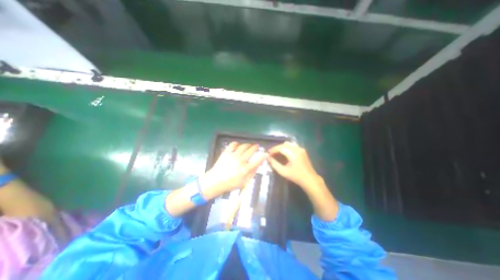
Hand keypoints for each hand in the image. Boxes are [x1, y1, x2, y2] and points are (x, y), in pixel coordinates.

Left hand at [201, 142, 266, 196]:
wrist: (215, 181)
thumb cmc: (230, 184)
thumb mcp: (244, 182)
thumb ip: (252, 173)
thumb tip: (258, 164)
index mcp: (245, 169)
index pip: (257, 160)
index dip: (263, 156)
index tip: (266, 153)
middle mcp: (240, 161)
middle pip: (251, 150)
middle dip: (256, 147)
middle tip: (257, 146)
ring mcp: (233, 155)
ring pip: (243, 146)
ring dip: (248, 144)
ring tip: (249, 145)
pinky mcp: (226, 153)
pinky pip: (232, 145)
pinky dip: (236, 143)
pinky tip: (238, 145)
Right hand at [267, 142, 336, 220]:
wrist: (310, 179)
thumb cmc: (296, 176)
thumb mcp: (283, 171)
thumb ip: (274, 164)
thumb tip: (267, 157)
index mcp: (293, 154)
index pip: (280, 147)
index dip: (273, 150)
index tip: (268, 154)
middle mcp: (297, 149)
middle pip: (284, 144)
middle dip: (276, 148)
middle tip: (271, 154)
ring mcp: (301, 149)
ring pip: (288, 144)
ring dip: (282, 147)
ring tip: (277, 153)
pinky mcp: (303, 150)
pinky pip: (293, 145)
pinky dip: (287, 147)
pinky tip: (285, 153)